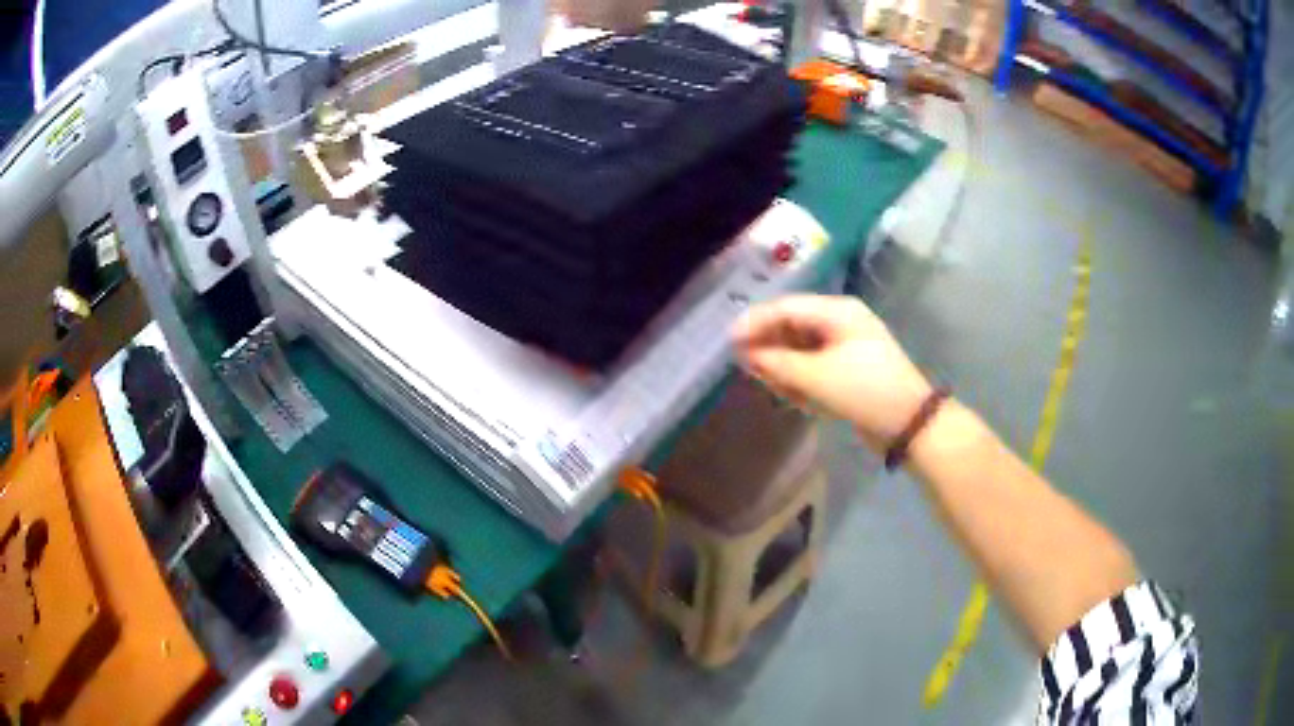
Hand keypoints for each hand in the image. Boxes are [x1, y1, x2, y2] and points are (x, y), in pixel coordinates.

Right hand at [732, 295, 932, 448]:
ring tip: (772, 386)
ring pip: (802, 349)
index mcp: (837, 312)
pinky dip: (801, 379)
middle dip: (770, 347)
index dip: (755, 323)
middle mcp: (841, 323)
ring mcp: (847, 346)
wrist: (910, 424)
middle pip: (793, 326)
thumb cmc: (865, 391)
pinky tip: (796, 397)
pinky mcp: (849, 370)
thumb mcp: (817, 377)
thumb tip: (746, 354)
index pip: (786, 308)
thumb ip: (777, 363)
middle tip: (746, 368)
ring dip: (785, 367)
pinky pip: (815, 367)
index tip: (728, 342)